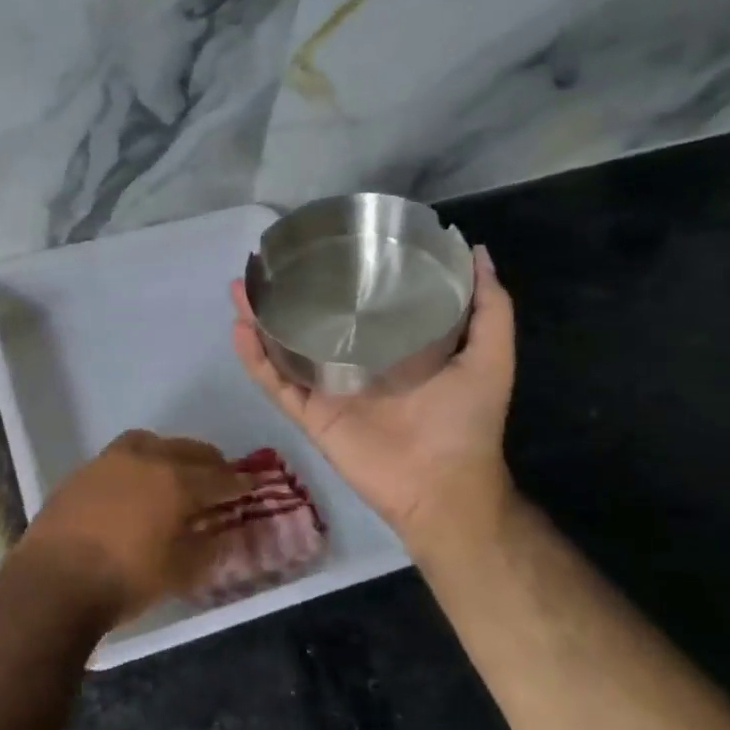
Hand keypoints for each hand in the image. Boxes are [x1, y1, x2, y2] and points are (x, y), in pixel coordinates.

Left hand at [11, 430, 241, 625]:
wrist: (53, 581)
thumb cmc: (125, 580)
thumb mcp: (179, 573)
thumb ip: (208, 548)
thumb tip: (224, 533)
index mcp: (175, 481)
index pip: (219, 477)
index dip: (238, 483)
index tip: (250, 486)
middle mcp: (145, 459)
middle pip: (188, 451)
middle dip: (208, 463)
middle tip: (219, 479)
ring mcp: (110, 460)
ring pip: (151, 444)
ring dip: (171, 454)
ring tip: (176, 474)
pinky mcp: (83, 471)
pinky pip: (122, 457)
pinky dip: (139, 464)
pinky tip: (136, 486)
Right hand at [231, 244, 518, 564]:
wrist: (443, 486)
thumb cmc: (466, 422)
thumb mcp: (490, 356)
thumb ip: (490, 308)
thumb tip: (475, 250)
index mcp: (389, 349)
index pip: (357, 306)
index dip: (337, 277)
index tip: (321, 243)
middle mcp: (352, 364)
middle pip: (310, 323)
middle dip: (286, 295)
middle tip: (266, 264)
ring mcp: (326, 391)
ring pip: (283, 349)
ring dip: (259, 320)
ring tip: (239, 288)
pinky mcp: (309, 415)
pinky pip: (275, 384)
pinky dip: (254, 359)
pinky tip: (239, 329)